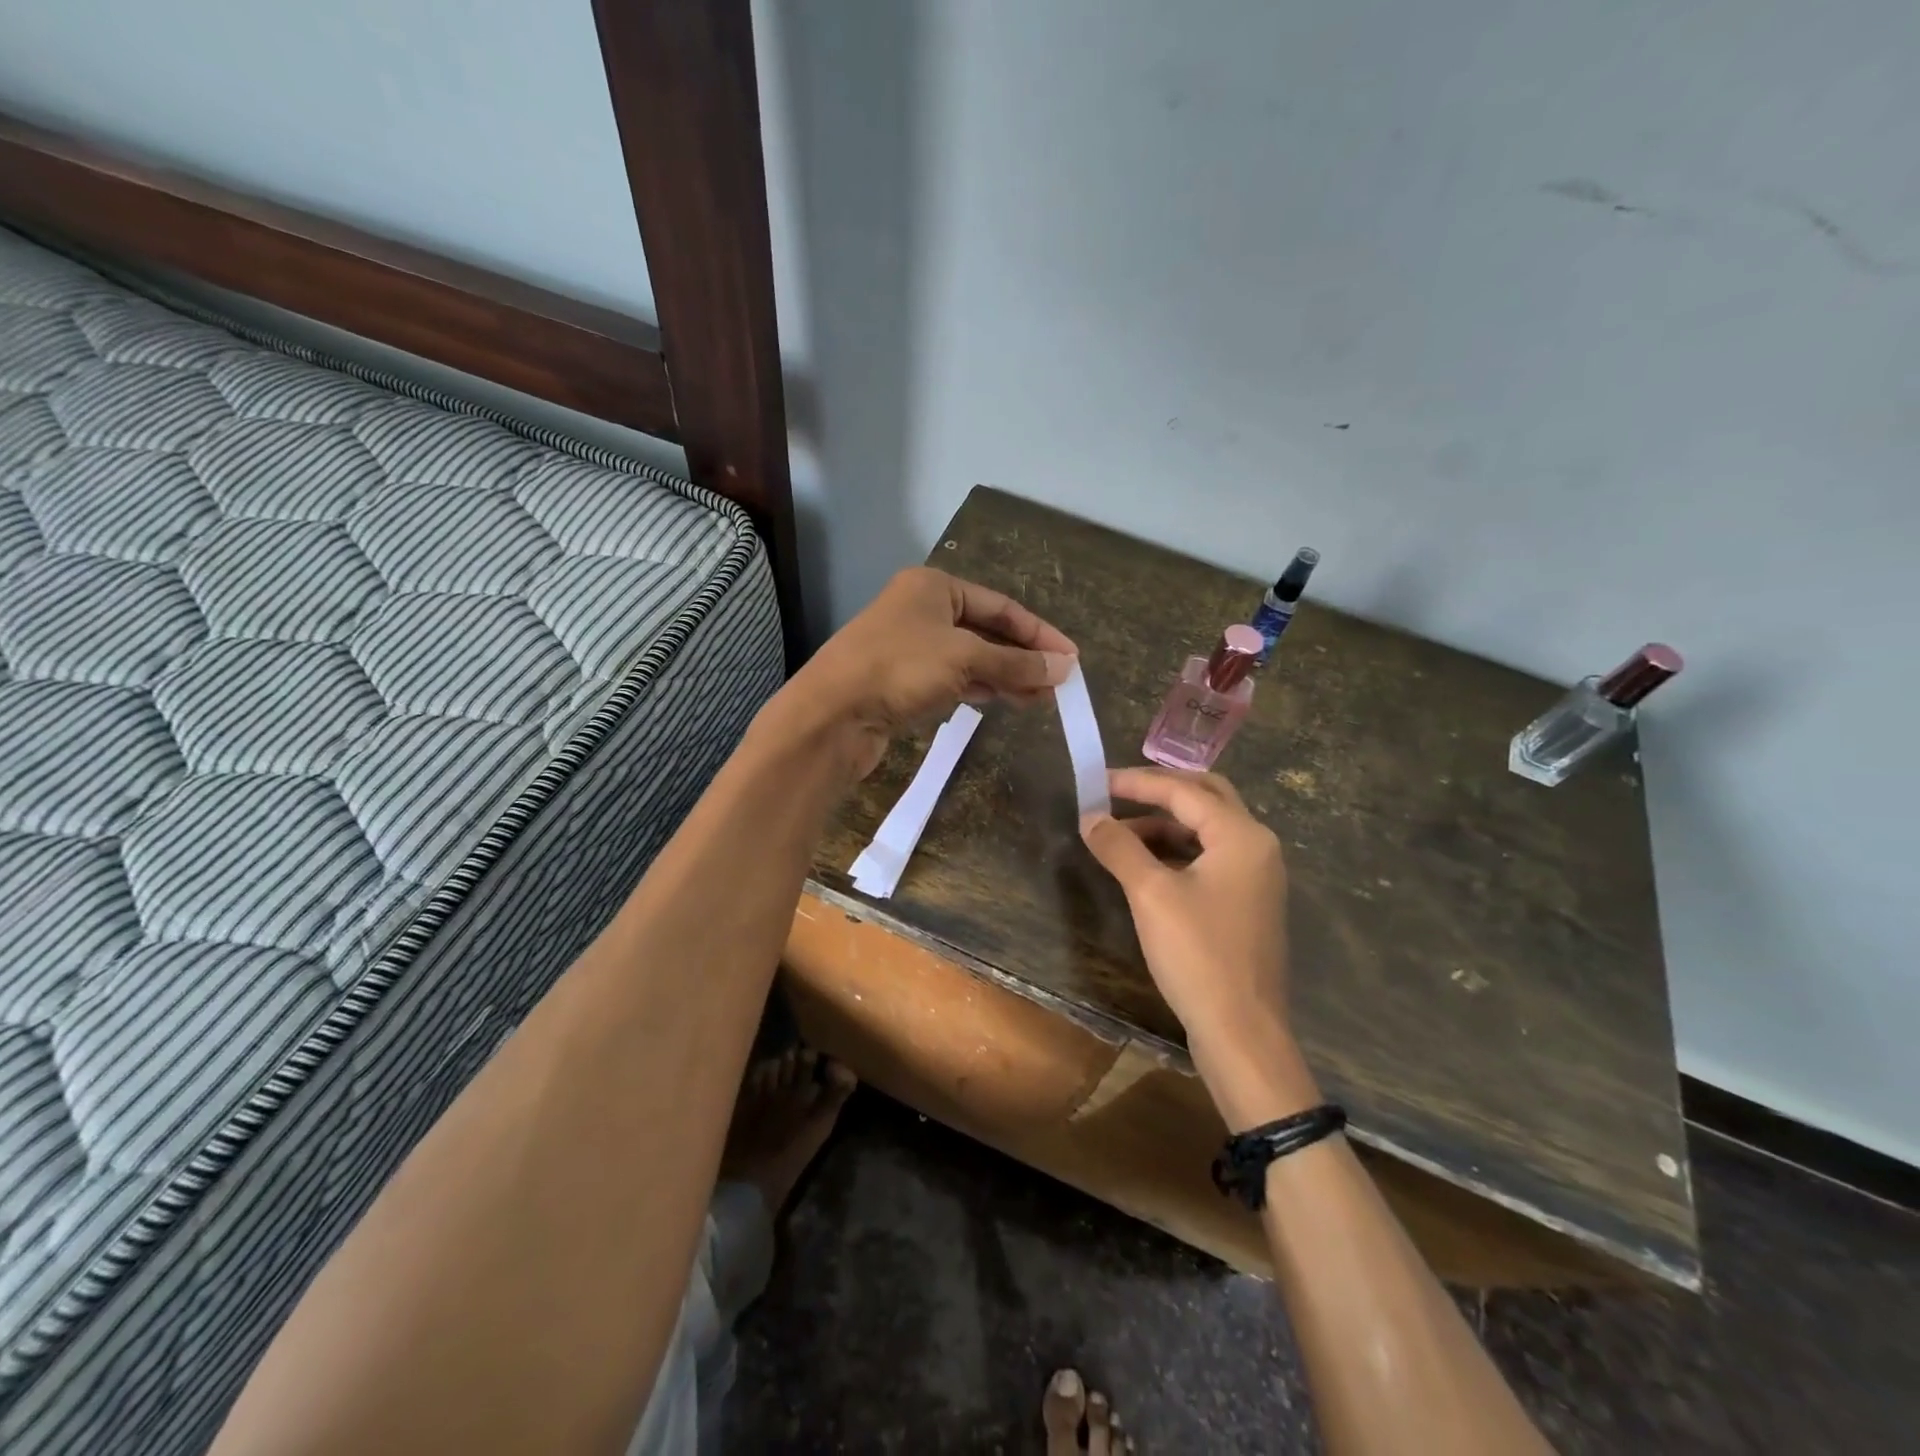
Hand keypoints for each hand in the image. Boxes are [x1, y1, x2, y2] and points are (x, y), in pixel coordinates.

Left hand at [785, 567, 1076, 780]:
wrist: (832, 714)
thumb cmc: (900, 669)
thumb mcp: (966, 659)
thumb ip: (1016, 663)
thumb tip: (1065, 668)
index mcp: (934, 587)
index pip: (1001, 606)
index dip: (1039, 633)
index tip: (1072, 658)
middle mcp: (920, 610)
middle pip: (986, 631)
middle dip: (1023, 658)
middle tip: (1058, 684)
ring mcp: (909, 646)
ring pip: (970, 658)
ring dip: (1005, 676)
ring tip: (1040, 698)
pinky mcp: (901, 681)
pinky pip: (951, 679)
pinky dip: (979, 688)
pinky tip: (1003, 701)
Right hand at [1081, 767, 1310, 1122]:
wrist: (1242, 1032)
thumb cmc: (1198, 955)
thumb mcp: (1150, 895)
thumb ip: (1119, 847)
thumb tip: (1089, 818)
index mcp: (1241, 836)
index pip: (1184, 791)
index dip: (1136, 783)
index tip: (1096, 782)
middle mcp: (1257, 846)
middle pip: (1206, 797)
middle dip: (1159, 791)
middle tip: (1116, 793)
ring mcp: (1257, 875)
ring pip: (1208, 829)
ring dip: (1165, 823)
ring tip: (1120, 833)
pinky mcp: (1248, 901)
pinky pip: (1211, 857)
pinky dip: (1177, 850)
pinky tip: (1146, 864)